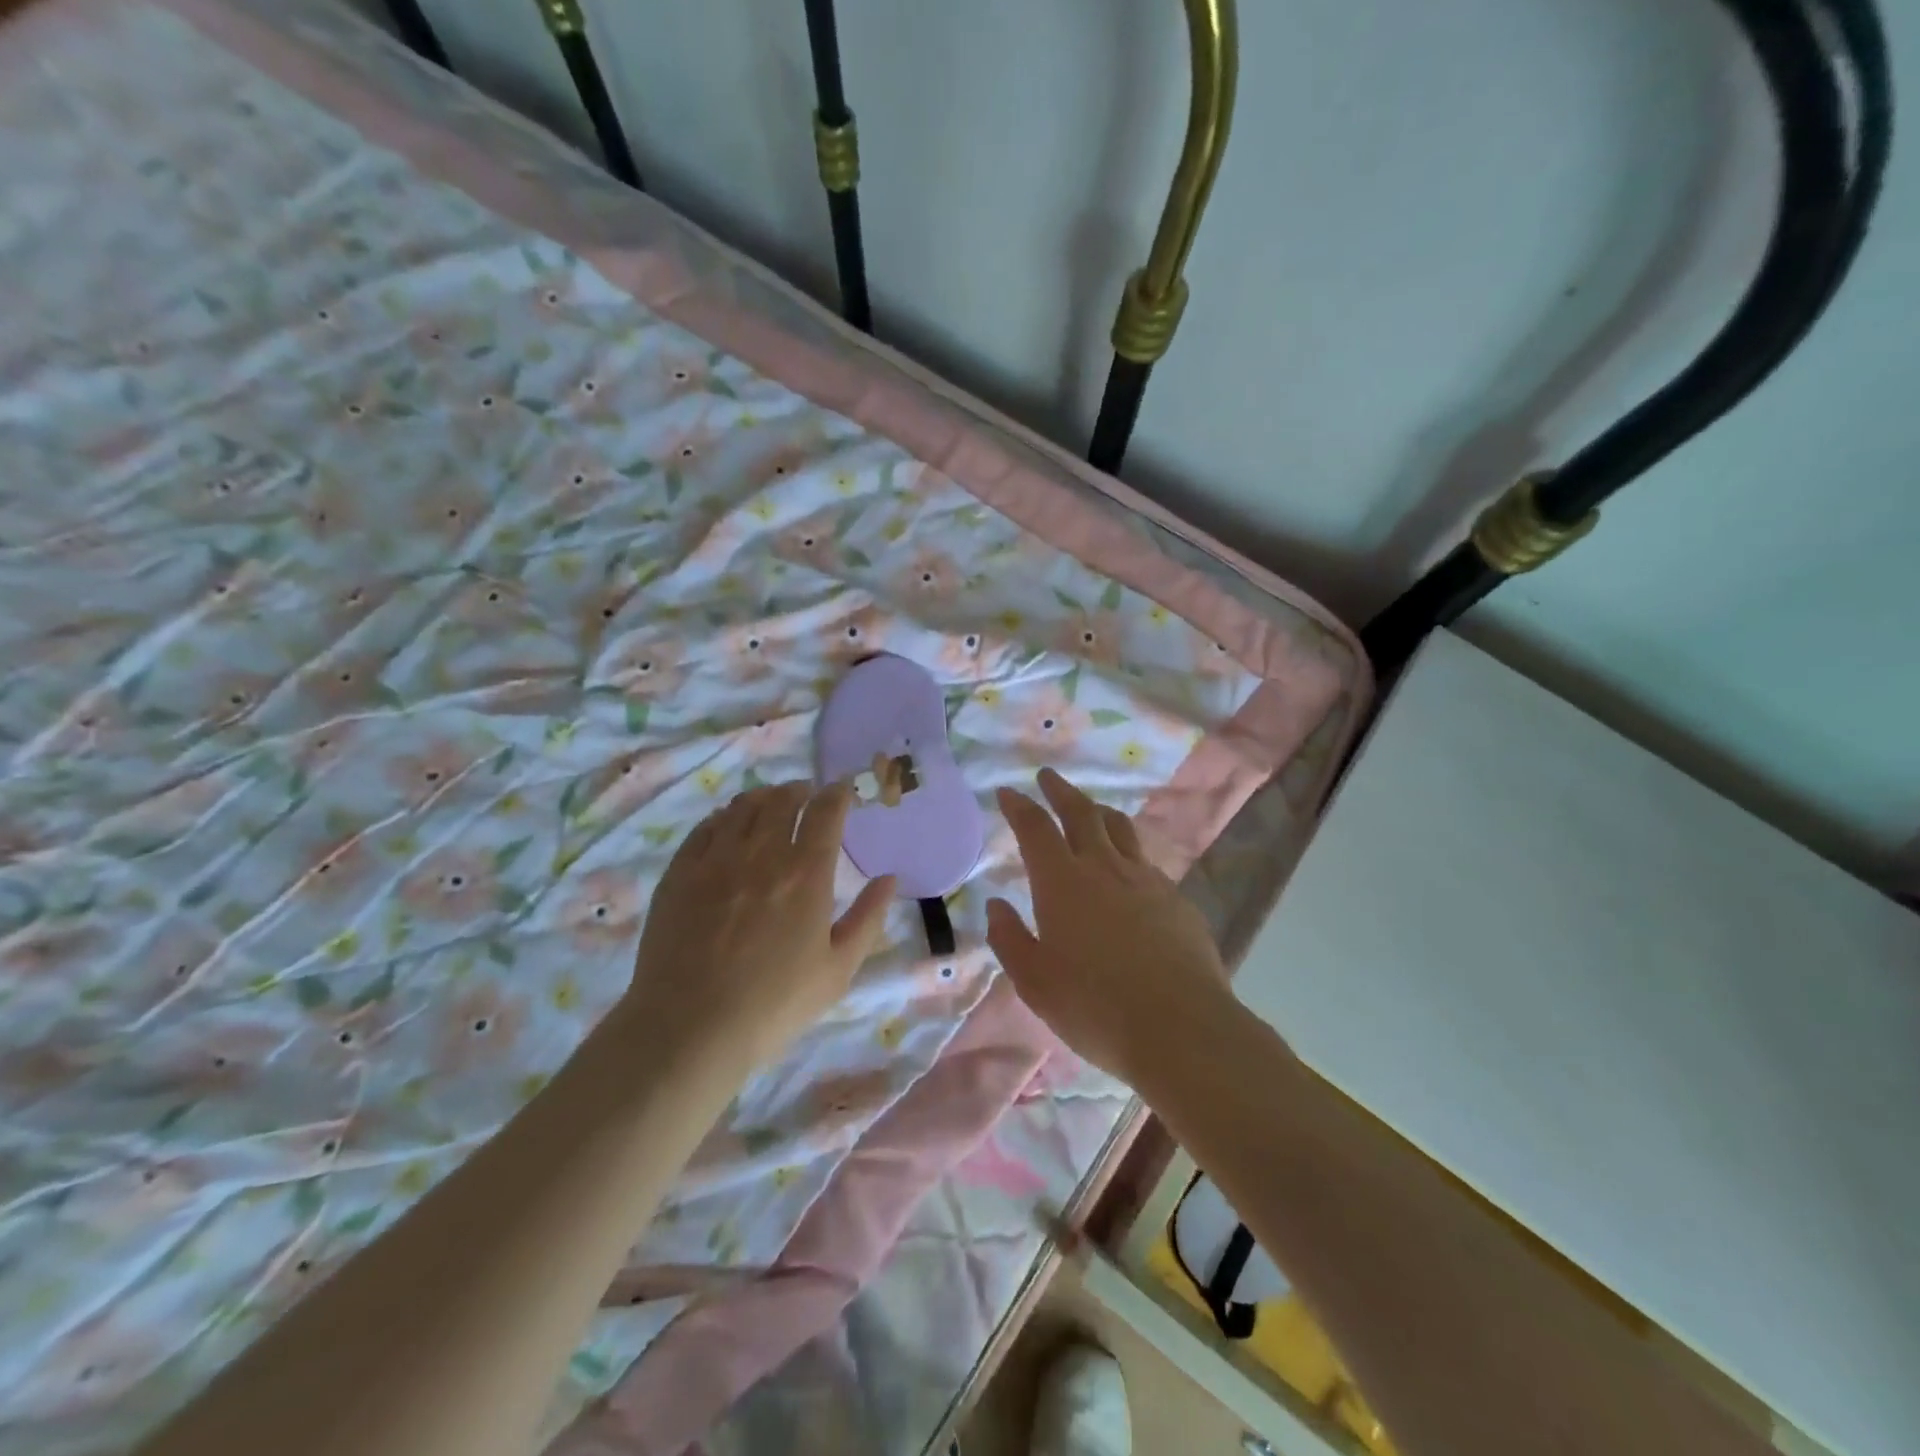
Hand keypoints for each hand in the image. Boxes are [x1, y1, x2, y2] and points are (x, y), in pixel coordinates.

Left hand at [626, 780, 894, 1072]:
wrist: (690, 1027)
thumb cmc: (774, 1004)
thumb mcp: (838, 969)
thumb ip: (868, 918)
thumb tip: (890, 879)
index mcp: (806, 873)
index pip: (826, 812)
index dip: (838, 794)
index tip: (843, 791)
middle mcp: (762, 853)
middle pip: (783, 799)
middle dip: (801, 790)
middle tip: (807, 795)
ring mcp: (716, 859)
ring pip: (743, 807)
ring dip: (764, 797)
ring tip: (771, 803)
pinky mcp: (680, 872)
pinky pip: (706, 827)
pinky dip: (725, 816)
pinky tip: (728, 825)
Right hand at [987, 768, 1228, 1084]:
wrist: (1181, 1027)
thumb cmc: (1095, 1006)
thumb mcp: (1035, 981)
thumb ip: (1010, 939)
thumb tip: (995, 905)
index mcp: (1062, 882)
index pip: (1036, 828)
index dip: (1020, 806)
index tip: (1009, 792)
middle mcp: (1104, 868)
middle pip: (1081, 813)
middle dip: (1061, 791)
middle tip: (1048, 777)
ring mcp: (1146, 880)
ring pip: (1120, 829)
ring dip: (1099, 812)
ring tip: (1091, 810)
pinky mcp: (1177, 899)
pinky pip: (1146, 862)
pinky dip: (1128, 854)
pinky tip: (1129, 873)